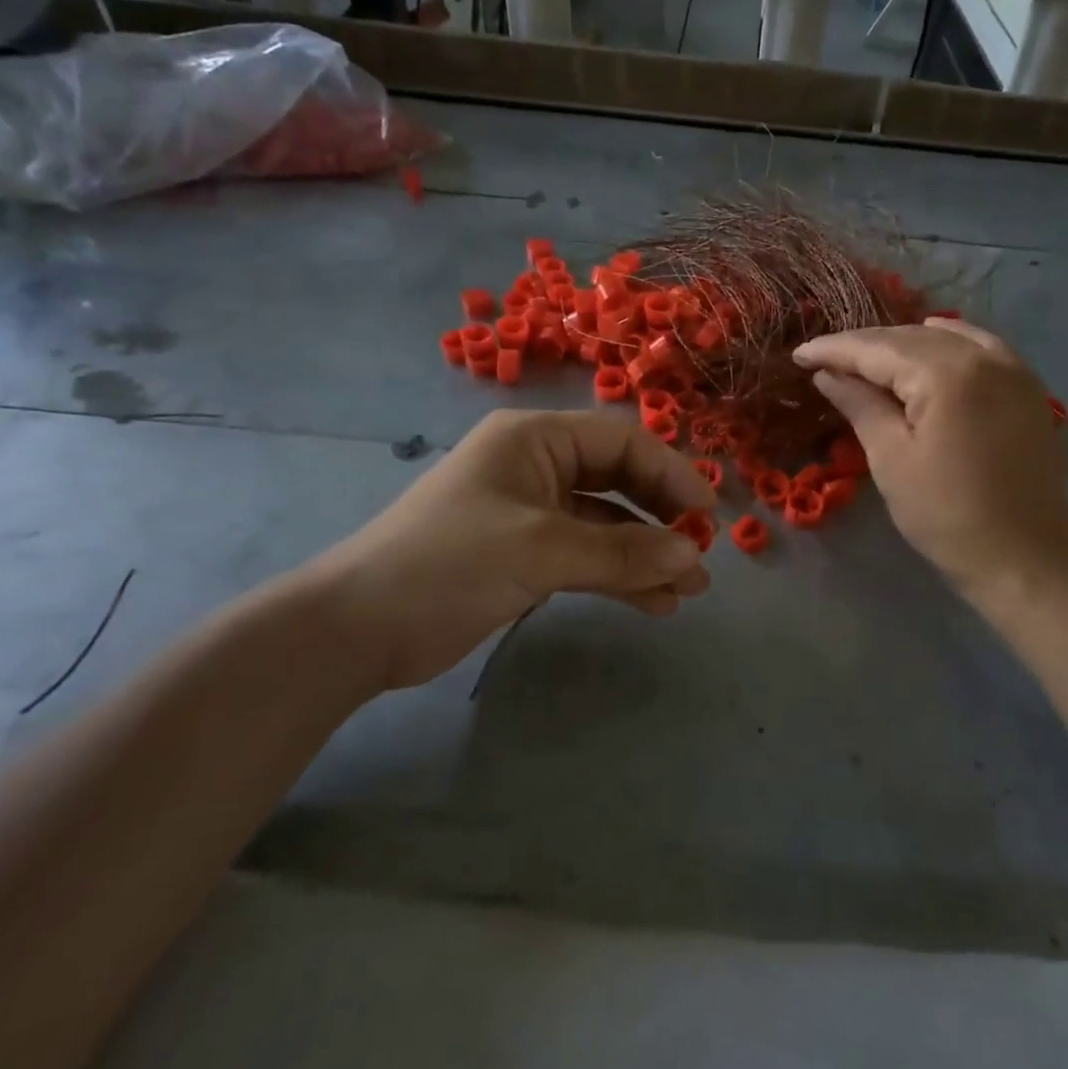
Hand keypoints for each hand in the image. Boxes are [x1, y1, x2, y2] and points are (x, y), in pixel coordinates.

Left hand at [293, 411, 714, 691]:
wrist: (358, 629)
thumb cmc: (448, 564)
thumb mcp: (540, 551)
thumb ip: (621, 552)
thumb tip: (694, 557)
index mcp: (535, 439)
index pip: (622, 442)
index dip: (671, 474)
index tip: (709, 516)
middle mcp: (537, 466)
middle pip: (619, 481)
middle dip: (662, 519)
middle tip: (701, 556)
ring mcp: (532, 513)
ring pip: (607, 524)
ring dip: (647, 555)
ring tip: (689, 591)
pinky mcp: (525, 555)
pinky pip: (587, 557)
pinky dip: (620, 577)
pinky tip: (654, 605)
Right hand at [793, 319, 1067, 598]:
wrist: (1023, 556)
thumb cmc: (945, 514)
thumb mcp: (891, 458)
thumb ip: (860, 405)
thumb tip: (827, 373)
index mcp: (946, 374)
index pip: (877, 349)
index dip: (834, 349)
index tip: (798, 353)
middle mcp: (983, 356)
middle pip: (909, 338)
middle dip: (864, 346)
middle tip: (823, 359)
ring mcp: (1012, 368)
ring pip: (944, 338)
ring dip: (901, 344)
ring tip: (866, 360)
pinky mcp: (1027, 387)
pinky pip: (980, 346)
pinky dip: (947, 344)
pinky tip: (928, 348)